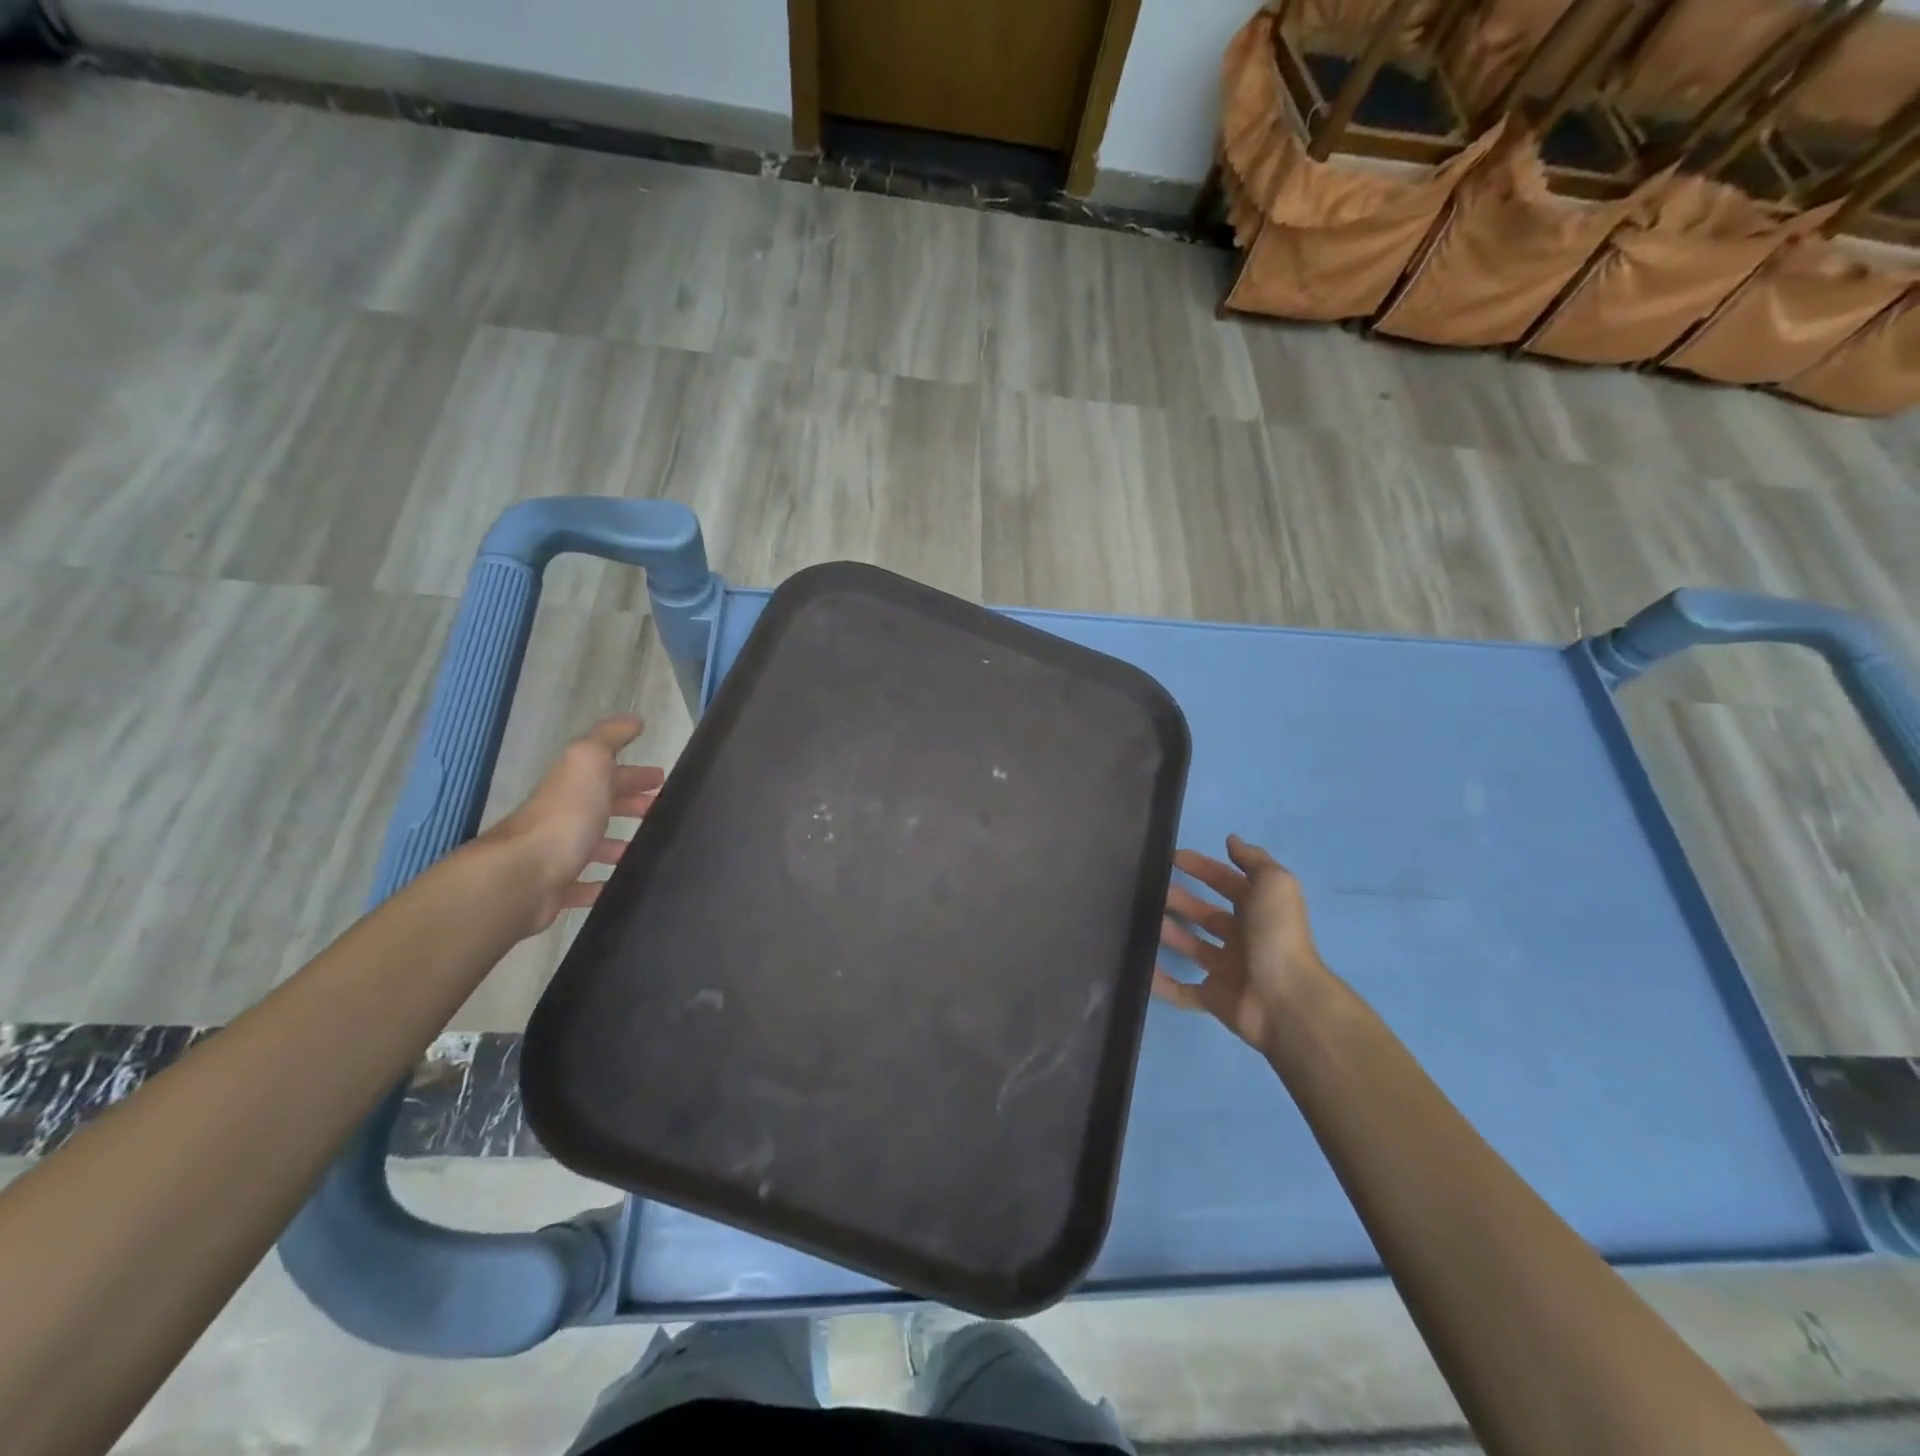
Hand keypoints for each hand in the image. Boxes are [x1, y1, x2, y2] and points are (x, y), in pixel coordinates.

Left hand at [475, 716, 665, 936]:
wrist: (522, 876)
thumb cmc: (564, 816)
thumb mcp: (587, 761)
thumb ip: (608, 738)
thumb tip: (633, 720)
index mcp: (573, 786)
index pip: (608, 774)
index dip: (635, 774)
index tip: (662, 780)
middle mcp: (562, 817)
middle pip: (600, 807)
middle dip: (629, 805)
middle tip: (660, 812)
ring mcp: (556, 855)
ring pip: (592, 845)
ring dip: (617, 844)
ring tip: (646, 849)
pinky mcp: (556, 890)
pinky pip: (582, 885)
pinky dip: (600, 883)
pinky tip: (618, 885)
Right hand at [1155, 835, 1329, 1056]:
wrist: (1285, 1000)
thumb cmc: (1277, 936)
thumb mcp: (1274, 884)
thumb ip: (1253, 860)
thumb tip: (1232, 839)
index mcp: (1259, 911)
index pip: (1226, 882)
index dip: (1202, 867)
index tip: (1171, 857)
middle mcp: (1244, 938)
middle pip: (1206, 914)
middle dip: (1180, 899)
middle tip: (1150, 889)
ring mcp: (1228, 970)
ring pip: (1192, 947)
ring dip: (1168, 933)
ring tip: (1140, 920)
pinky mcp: (1215, 999)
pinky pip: (1183, 991)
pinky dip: (1162, 983)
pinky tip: (1141, 968)